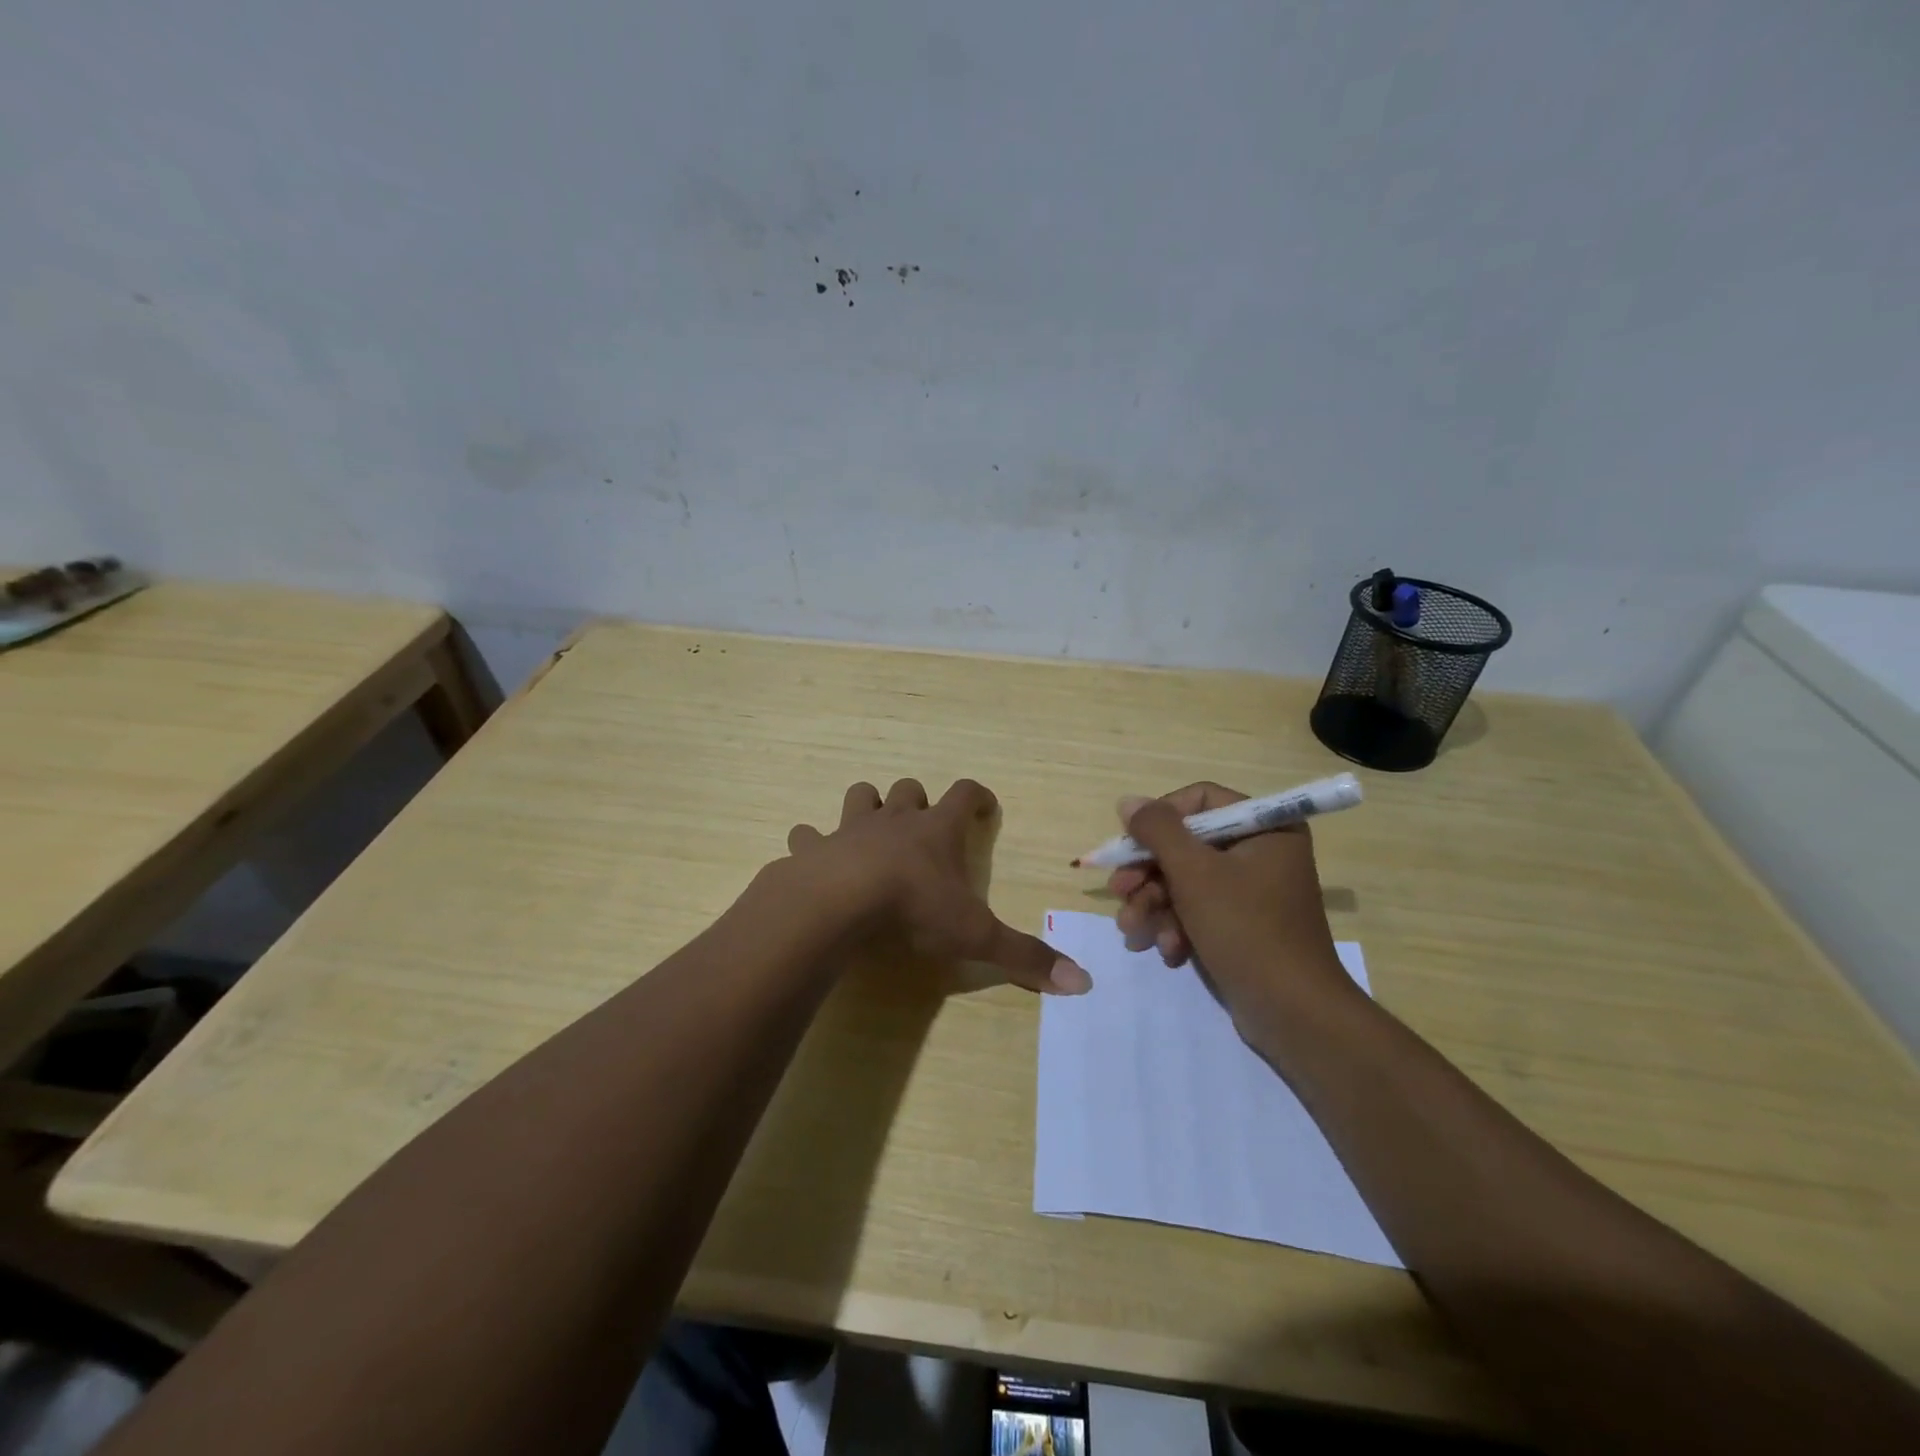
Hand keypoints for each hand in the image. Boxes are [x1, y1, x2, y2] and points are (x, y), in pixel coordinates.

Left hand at [787, 778, 1091, 994]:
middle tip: (924, 825)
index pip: (965, 793)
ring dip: (867, 807)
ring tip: (871, 831)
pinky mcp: (814, 848)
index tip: (985, 806)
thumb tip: (1083, 983)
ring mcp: (850, 829)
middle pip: (909, 789)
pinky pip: (807, 835)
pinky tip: (812, 857)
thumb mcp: (976, 936)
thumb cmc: (914, 909)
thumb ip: (1025, 957)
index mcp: (937, 830)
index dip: (978, 796)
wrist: (838, 903)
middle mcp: (895, 820)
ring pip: (861, 796)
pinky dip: (810, 842)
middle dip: (918, 801)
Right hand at [1109, 782, 1352, 1025]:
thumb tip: (1128, 801)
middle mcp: (1262, 852)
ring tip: (1133, 933)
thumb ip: (1157, 830)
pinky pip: (1199, 911)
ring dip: (1154, 906)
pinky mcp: (1242, 925)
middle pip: (1186, 845)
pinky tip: (1166, 951)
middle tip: (1118, 893)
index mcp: (1266, 828)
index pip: (1200, 800)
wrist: (1293, 1013)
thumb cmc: (1246, 929)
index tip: (1129, 845)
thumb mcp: (1194, 872)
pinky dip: (1177, 928)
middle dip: (1148, 875)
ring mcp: (1252, 891)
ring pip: (1186, 882)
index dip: (1159, 819)